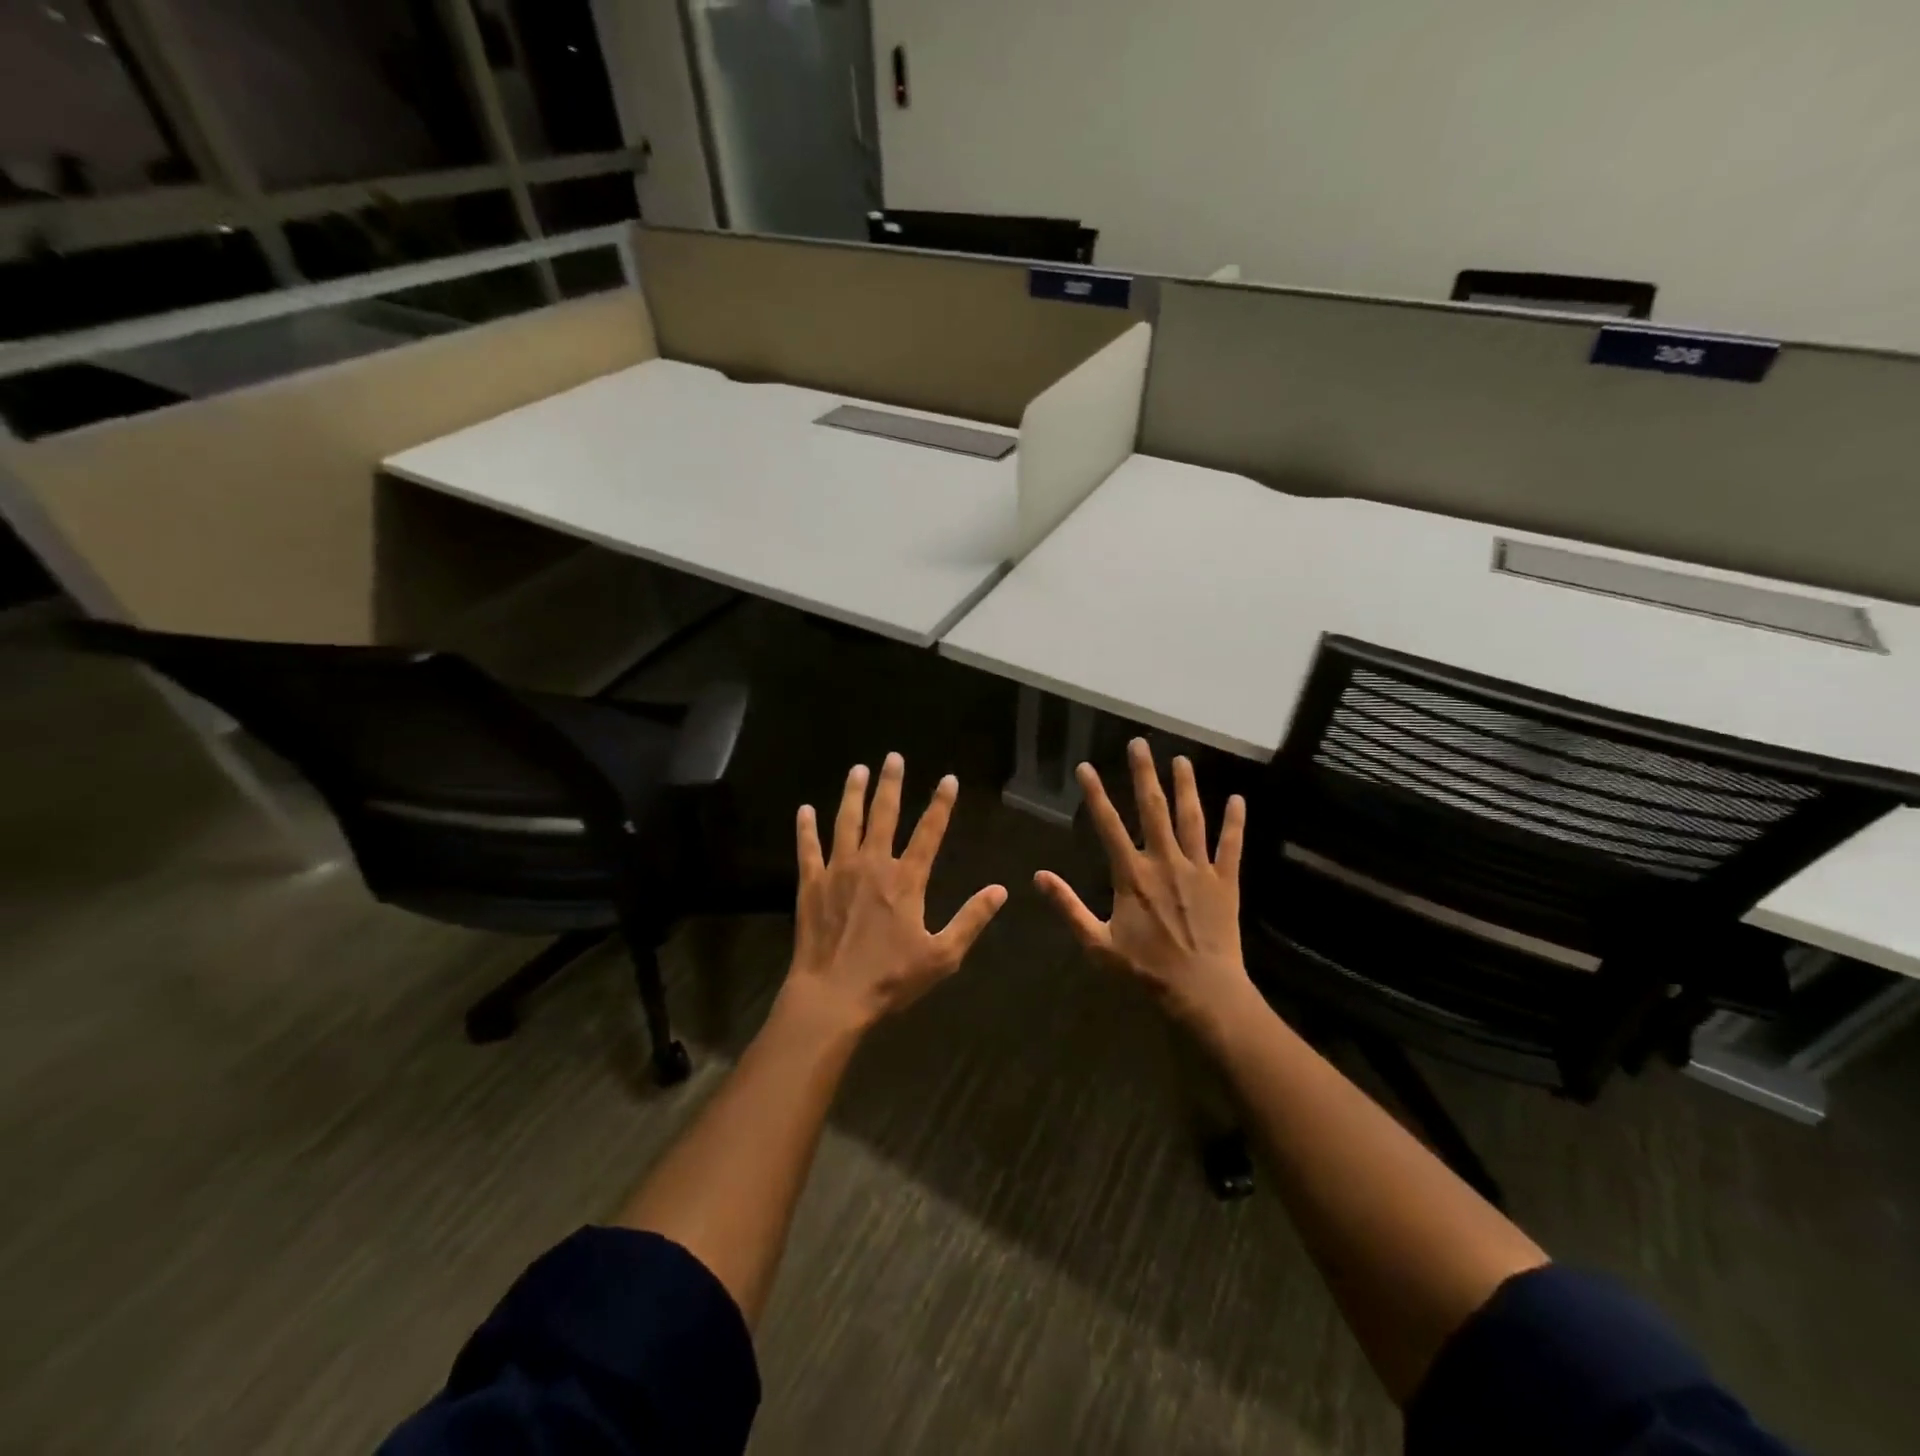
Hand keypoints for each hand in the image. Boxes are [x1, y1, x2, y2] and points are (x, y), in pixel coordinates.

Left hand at [784, 753, 1007, 1034]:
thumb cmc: (890, 978)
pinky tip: (805, 810)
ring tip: (857, 769)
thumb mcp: (942, 955)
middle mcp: (873, 864)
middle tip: (893, 757)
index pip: (929, 832)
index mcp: (906, 880)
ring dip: (853, 794)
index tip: (948, 779)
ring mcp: (838, 871)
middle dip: (891, 784)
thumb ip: (971, 919)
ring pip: (846, 822)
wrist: (832, 996)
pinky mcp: (811, 884)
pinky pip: (808, 848)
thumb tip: (1000, 890)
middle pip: (884, 814)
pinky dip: (806, 828)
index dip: (941, 804)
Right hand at [1035, 738, 1251, 1031]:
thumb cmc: (1146, 969)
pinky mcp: (1226, 882)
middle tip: (1140, 743)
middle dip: (1144, 774)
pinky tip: (1238, 799)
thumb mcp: (1097, 943)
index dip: (1095, 794)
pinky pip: (1231, 846)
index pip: (1108, 825)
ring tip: (1181, 759)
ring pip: (1191, 818)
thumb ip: (1068, 906)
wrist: (1202, 991)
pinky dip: (1235, 822)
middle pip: (1153, 809)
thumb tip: (1038, 876)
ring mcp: (1198, 869)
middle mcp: (1165, 861)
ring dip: (1186, 787)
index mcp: (1132, 874)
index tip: (1085, 767)